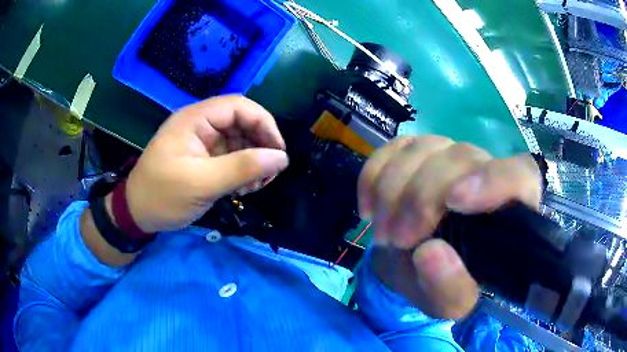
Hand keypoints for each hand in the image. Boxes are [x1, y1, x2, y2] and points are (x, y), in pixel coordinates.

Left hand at [124, 95, 287, 232]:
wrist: (137, 214)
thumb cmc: (163, 196)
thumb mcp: (202, 183)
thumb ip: (242, 168)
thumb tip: (282, 158)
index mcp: (195, 119)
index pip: (239, 106)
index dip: (264, 123)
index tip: (278, 152)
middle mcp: (200, 124)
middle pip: (242, 123)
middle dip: (260, 146)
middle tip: (268, 174)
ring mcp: (202, 142)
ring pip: (240, 141)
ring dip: (253, 162)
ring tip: (254, 187)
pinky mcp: (204, 158)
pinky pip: (232, 157)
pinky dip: (243, 171)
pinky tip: (243, 189)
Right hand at [358, 136, 541, 318]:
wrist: (416, 266)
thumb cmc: (445, 284)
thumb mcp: (451, 303)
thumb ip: (449, 288)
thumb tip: (428, 253)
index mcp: (510, 211)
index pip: (520, 175)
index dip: (492, 180)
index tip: (453, 202)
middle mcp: (486, 173)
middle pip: (460, 158)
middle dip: (420, 199)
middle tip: (395, 239)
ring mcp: (451, 156)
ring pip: (424, 148)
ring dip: (392, 190)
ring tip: (381, 234)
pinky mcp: (419, 152)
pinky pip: (393, 148)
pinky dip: (373, 176)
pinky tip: (368, 208)